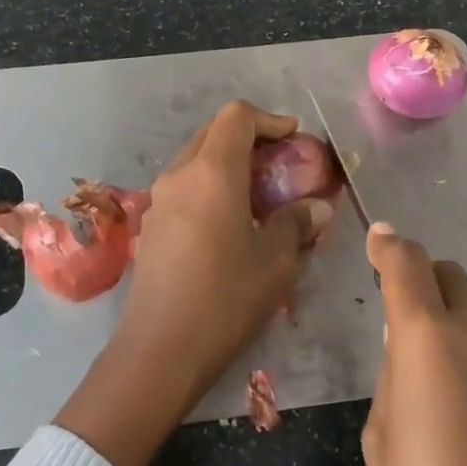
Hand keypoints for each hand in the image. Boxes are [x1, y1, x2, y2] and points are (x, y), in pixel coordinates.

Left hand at [55, 102, 333, 465]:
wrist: (160, 349)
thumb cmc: (225, 299)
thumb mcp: (276, 262)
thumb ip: (297, 224)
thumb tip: (316, 207)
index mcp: (212, 172)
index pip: (237, 116)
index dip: (269, 119)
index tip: (294, 140)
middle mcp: (179, 175)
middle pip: (213, 133)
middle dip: (249, 139)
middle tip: (280, 166)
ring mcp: (158, 200)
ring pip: (195, 160)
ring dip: (228, 164)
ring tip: (259, 197)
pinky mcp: (150, 225)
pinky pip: (184, 188)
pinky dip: (209, 188)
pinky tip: (229, 224)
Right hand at [362, 224, 466, 465]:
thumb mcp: (381, 444)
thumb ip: (394, 381)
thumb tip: (409, 355)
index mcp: (429, 342)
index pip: (407, 265)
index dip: (389, 246)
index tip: (379, 239)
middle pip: (454, 280)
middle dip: (428, 288)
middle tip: (410, 334)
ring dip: (462, 341)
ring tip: (453, 407)